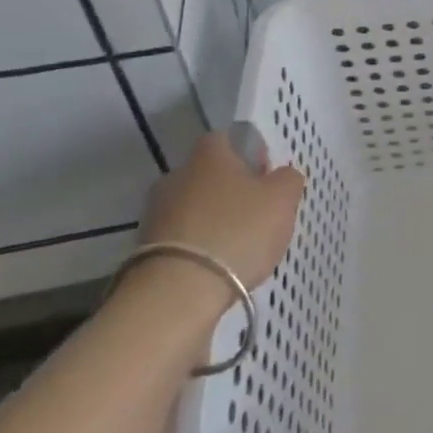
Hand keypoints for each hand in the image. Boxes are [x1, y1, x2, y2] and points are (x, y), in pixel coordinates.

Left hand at [139, 130, 305, 288]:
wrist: (178, 292)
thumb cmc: (237, 231)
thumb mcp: (282, 199)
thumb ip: (288, 179)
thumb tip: (280, 175)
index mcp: (209, 154)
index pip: (226, 139)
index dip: (247, 154)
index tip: (264, 176)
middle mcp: (176, 175)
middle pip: (208, 175)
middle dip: (229, 190)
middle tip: (255, 214)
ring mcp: (156, 214)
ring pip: (193, 208)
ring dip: (211, 221)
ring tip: (237, 248)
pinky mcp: (145, 250)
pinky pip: (180, 239)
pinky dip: (197, 248)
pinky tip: (215, 268)